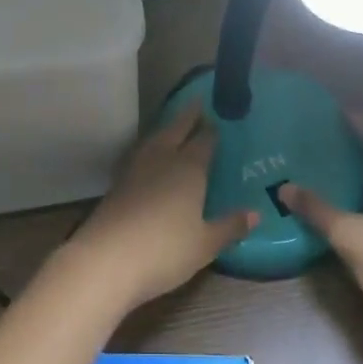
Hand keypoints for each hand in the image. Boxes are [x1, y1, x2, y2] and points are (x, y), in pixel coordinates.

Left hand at [64, 104, 257, 309]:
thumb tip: (256, 213)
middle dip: (188, 117)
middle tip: (197, 103)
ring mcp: (136, 170)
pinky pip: (140, 155)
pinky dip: (150, 149)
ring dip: (166, 130)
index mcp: (188, 168)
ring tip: (174, 127)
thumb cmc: (165, 250)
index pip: (203, 141)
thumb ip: (230, 226)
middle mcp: (162, 160)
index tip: (218, 118)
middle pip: (176, 131)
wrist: (106, 259)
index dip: (211, 130)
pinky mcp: (117, 184)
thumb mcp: (205, 244)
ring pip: (154, 140)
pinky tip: (150, 158)